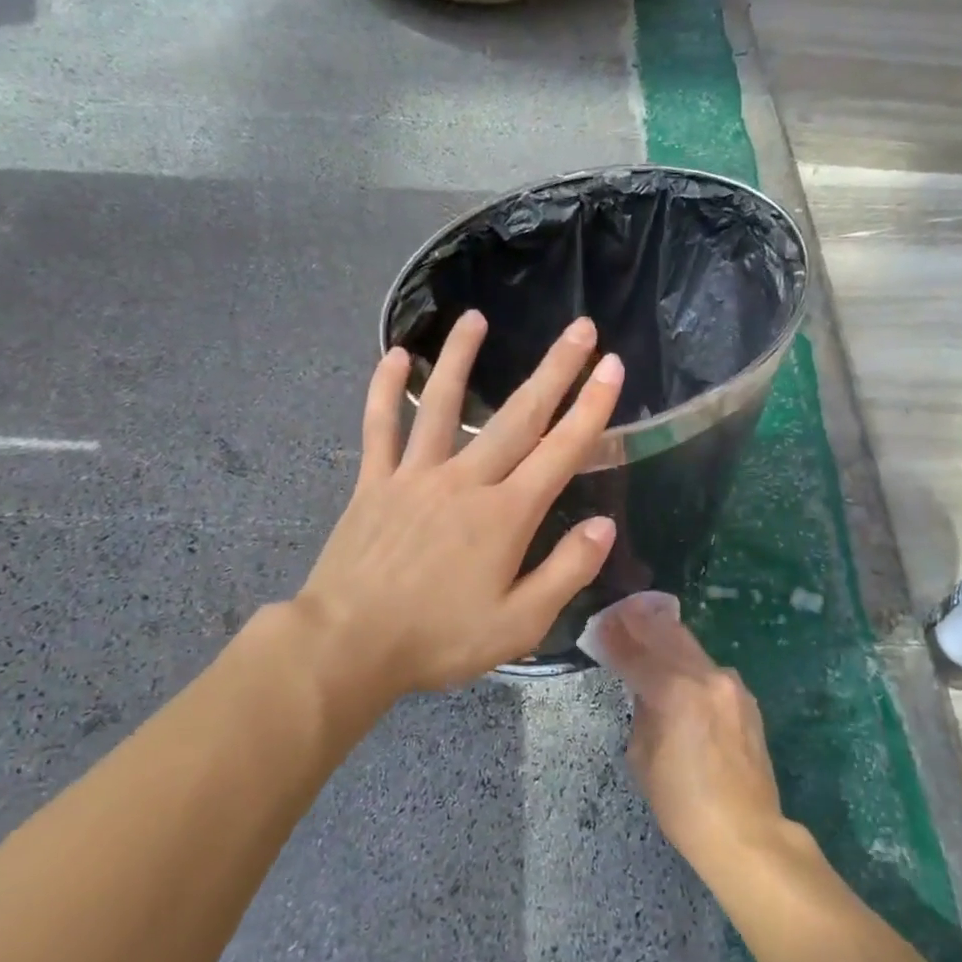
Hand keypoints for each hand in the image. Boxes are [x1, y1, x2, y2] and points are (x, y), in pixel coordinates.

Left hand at [293, 310, 623, 712]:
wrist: (348, 644)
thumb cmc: (438, 639)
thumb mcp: (519, 624)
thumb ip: (565, 571)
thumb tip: (603, 527)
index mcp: (505, 515)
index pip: (560, 451)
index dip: (591, 408)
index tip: (612, 367)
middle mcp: (464, 481)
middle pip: (516, 416)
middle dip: (554, 370)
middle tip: (579, 329)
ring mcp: (415, 476)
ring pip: (442, 404)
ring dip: (462, 358)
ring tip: (476, 318)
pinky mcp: (374, 483)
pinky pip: (380, 427)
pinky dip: (385, 389)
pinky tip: (396, 355)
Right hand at [594, 596, 790, 881]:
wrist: (746, 831)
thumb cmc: (683, 804)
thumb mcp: (643, 757)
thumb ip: (642, 712)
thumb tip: (644, 690)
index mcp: (675, 693)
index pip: (636, 655)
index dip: (615, 638)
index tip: (600, 622)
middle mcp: (705, 677)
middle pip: (667, 635)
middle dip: (641, 621)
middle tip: (621, 611)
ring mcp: (730, 684)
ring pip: (690, 646)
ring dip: (665, 634)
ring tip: (645, 624)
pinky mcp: (744, 697)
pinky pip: (708, 667)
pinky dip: (687, 658)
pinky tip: (676, 661)